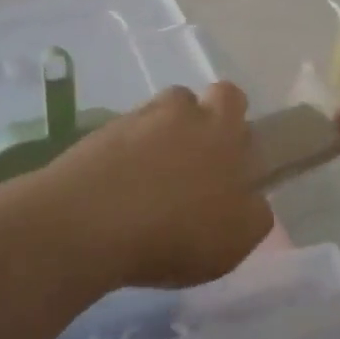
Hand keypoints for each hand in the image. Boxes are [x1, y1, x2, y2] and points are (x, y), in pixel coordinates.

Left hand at [41, 83, 274, 286]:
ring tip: (148, 185)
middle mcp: (177, 113)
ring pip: (151, 119)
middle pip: (188, 101)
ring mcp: (131, 121)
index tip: (228, 156)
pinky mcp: (94, 137)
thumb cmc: (176, 232)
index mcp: (220, 129)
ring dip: (155, 141)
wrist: (86, 225)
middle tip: (188, 170)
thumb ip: (253, 214)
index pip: (233, 98)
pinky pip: (118, 141)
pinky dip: (122, 161)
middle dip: (192, 125)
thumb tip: (251, 200)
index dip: (232, 119)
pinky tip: (119, 196)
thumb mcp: (236, 240)